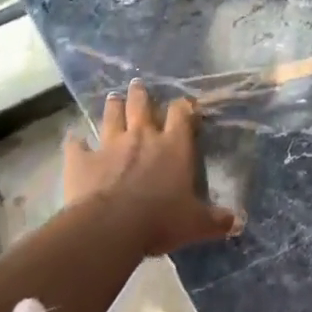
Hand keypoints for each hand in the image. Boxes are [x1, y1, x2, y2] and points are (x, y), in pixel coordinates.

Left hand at [65, 80, 240, 254]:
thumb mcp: (196, 223)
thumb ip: (216, 220)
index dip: (183, 107)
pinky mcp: (82, 160)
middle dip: (141, 94)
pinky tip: (73, 139)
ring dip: (113, 107)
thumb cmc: (161, 220)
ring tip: (113, 97)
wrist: (111, 227)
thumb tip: (239, 222)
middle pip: (142, 106)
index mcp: (174, 145)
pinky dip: (75, 142)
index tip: (185, 104)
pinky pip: (76, 146)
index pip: (181, 114)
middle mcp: (143, 136)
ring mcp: (110, 145)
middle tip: (138, 84)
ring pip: (112, 117)